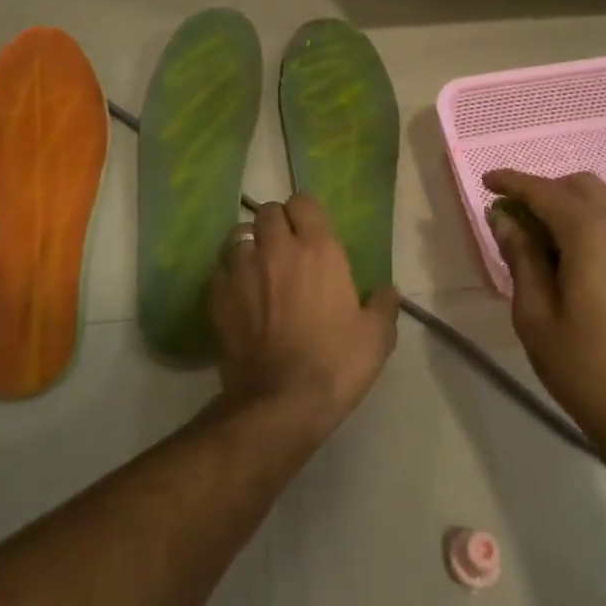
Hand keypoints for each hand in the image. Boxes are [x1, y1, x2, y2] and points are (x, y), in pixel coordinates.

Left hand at [210, 195, 399, 444]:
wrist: (279, 402)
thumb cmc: (335, 365)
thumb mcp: (377, 338)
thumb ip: (383, 306)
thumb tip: (387, 291)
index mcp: (319, 250)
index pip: (304, 202)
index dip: (306, 213)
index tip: (311, 230)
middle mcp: (277, 248)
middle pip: (268, 211)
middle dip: (276, 222)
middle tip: (285, 247)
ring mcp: (242, 268)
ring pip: (240, 233)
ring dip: (250, 243)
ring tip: (258, 265)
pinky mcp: (218, 293)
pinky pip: (221, 265)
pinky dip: (230, 270)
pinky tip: (239, 291)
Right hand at [484, 170, 605, 453]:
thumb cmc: (586, 367)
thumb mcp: (536, 314)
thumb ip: (520, 257)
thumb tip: (503, 218)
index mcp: (591, 234)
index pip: (544, 191)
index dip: (512, 182)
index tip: (485, 181)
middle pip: (579, 186)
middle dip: (542, 190)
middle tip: (511, 216)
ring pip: (601, 203)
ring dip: (566, 206)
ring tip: (536, 238)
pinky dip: (587, 223)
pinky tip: (568, 258)